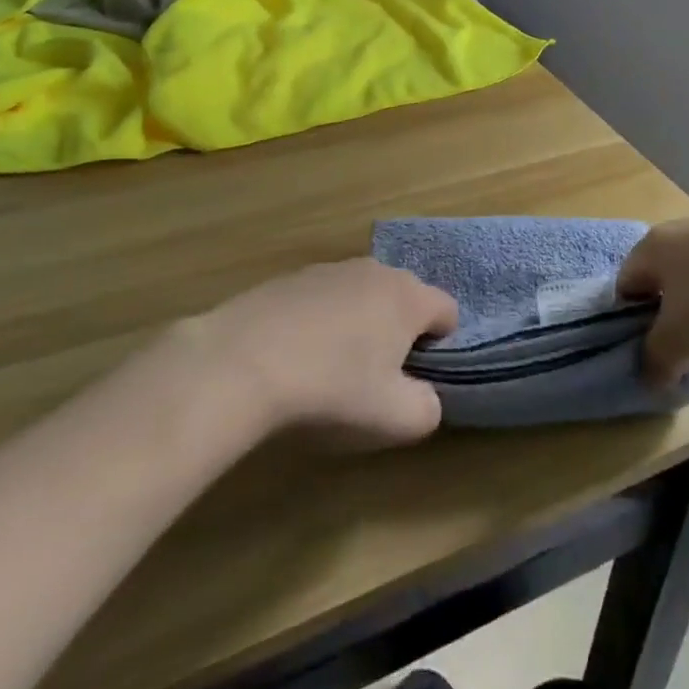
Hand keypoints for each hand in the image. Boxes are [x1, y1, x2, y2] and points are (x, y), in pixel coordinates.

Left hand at [200, 259, 458, 444]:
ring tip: (329, 368)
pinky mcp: (287, 278)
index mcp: (408, 296)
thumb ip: (428, 408)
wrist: (240, 364)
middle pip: (404, 299)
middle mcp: (374, 270)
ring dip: (358, 325)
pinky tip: (293, 356)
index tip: (414, 378)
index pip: (448, 311)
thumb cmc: (331, 389)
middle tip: (375, 377)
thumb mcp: (397, 419)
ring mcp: (327, 269)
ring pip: (361, 297)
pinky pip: (321, 300)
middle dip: (398, 333)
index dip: (441, 347)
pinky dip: (319, 322)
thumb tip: (424, 397)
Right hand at [617, 215, 688, 384]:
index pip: (623, 287)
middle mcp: (677, 230)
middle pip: (660, 279)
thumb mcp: (681, 338)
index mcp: (650, 247)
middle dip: (668, 316)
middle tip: (685, 348)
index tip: (652, 352)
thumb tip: (649, 376)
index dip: (630, 324)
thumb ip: (656, 358)